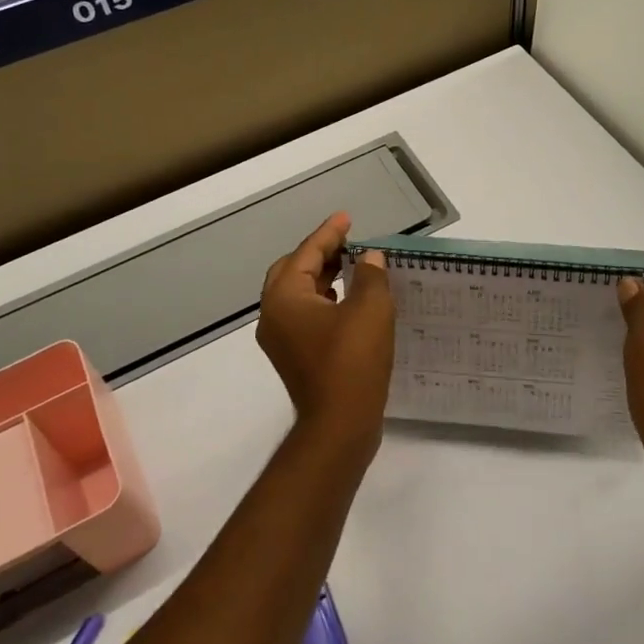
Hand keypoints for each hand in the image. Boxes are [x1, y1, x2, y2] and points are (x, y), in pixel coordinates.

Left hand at [257, 213, 394, 449]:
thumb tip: (369, 259)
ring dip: (323, 277)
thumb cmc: (353, 361)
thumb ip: (370, 276)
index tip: (346, 218)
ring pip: (298, 294)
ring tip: (353, 266)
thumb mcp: (370, 310)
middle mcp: (273, 315)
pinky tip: (349, 302)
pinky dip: (325, 300)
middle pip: (293, 271)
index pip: (305, 253)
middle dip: (320, 253)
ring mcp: (281, 339)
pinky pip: (305, 315)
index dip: (329, 233)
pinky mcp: (295, 356)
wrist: (340, 425)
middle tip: (348, 242)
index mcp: (284, 298)